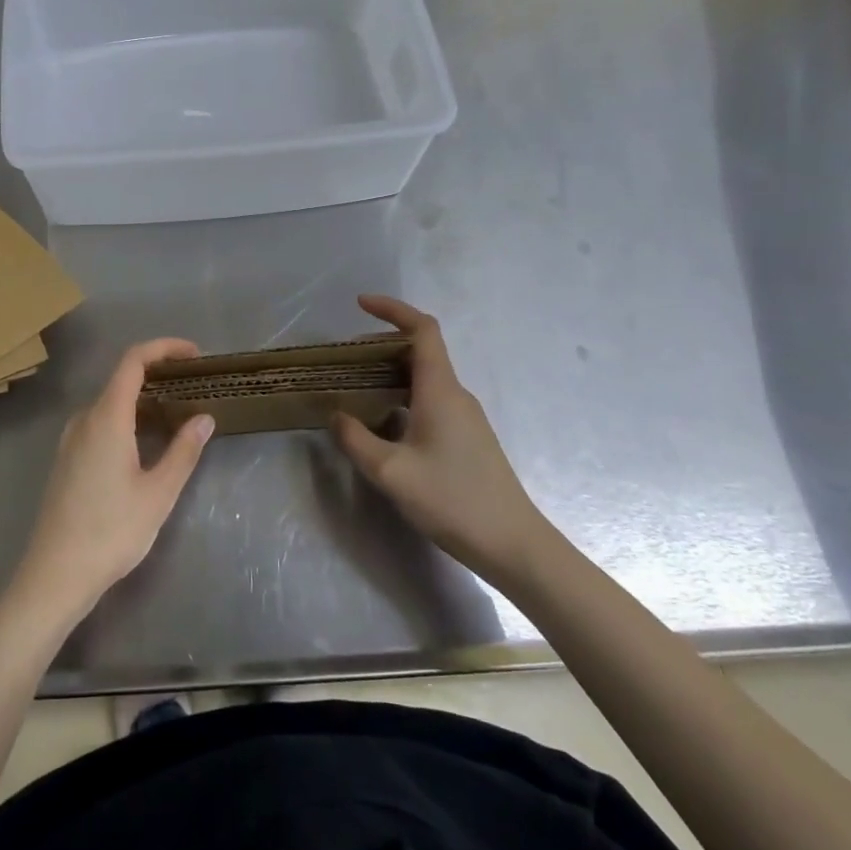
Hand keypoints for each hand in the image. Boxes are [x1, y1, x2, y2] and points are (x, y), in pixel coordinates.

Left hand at [11, 339, 215, 625]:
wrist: (55, 575)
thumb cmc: (111, 532)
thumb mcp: (158, 493)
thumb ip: (183, 451)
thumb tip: (204, 418)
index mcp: (107, 417)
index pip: (133, 360)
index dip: (164, 348)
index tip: (194, 355)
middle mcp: (84, 419)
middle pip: (122, 379)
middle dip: (159, 375)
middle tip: (194, 388)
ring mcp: (71, 439)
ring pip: (111, 403)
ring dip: (144, 399)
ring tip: (177, 415)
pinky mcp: (67, 459)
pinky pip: (100, 423)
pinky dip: (127, 418)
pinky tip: (146, 444)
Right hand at [331, 295, 551, 585]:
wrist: (513, 545)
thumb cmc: (453, 500)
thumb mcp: (391, 472)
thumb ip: (356, 439)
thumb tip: (336, 415)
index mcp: (440, 389)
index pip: (422, 329)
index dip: (392, 309)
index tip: (360, 304)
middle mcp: (455, 394)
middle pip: (420, 350)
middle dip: (381, 344)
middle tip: (345, 358)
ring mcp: (464, 417)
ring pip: (424, 378)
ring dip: (390, 373)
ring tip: (355, 388)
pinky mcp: (467, 438)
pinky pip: (429, 400)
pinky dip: (401, 396)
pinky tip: (382, 425)